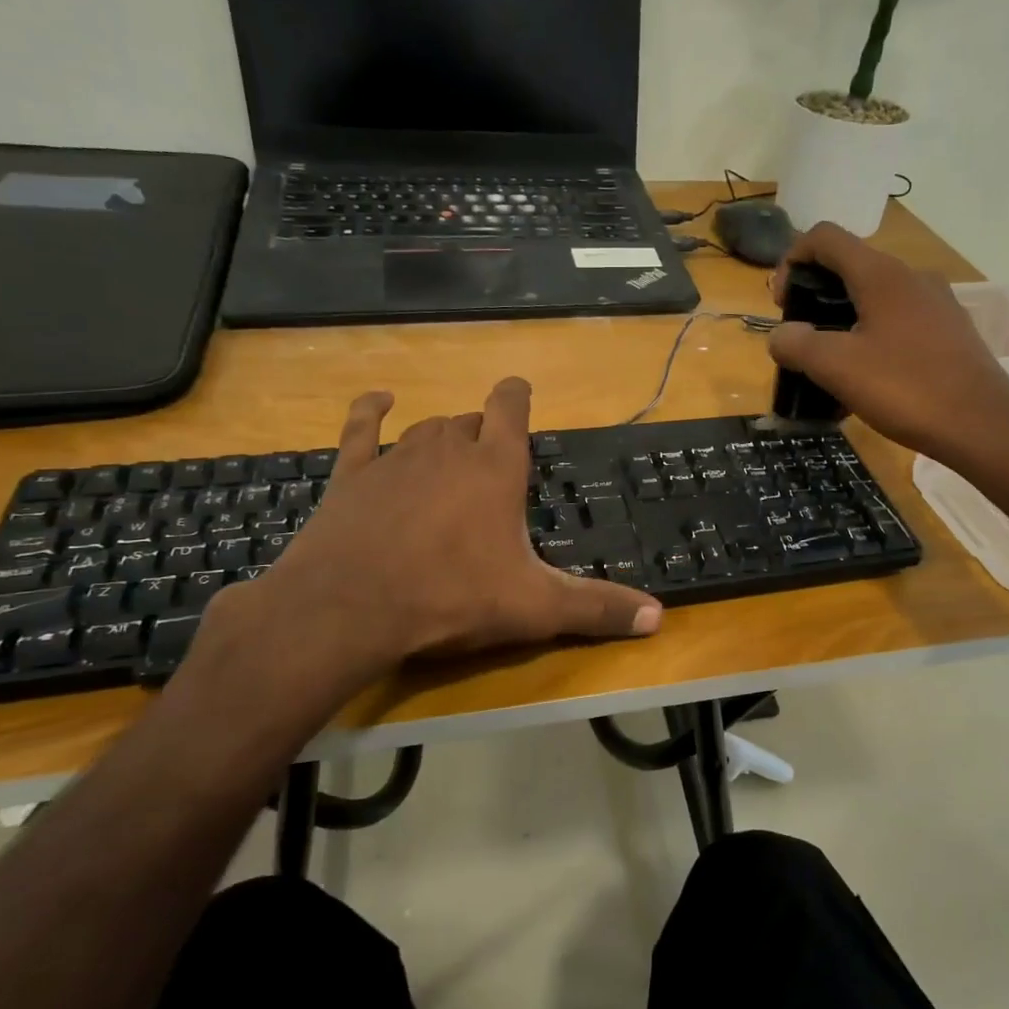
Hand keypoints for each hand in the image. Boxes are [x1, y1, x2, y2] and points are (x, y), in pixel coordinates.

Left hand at [188, 378, 661, 718]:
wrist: (349, 608)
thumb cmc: (451, 598)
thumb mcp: (534, 608)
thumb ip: (597, 608)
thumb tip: (659, 618)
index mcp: (495, 469)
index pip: (511, 409)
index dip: (517, 396)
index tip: (521, 391)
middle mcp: (448, 450)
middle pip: (470, 422)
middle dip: (483, 434)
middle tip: (491, 464)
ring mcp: (396, 458)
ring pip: (426, 428)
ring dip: (441, 436)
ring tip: (450, 453)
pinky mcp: (351, 475)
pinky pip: (361, 429)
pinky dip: (370, 412)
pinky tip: (378, 400)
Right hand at [767, 223, 1008, 492]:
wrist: (982, 426)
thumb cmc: (905, 388)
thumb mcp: (836, 367)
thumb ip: (797, 344)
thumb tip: (781, 335)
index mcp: (881, 274)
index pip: (825, 237)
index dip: (792, 259)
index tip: (782, 303)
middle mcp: (911, 277)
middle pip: (849, 267)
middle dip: (814, 298)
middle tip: (801, 340)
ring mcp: (936, 303)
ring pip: (874, 298)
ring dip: (841, 323)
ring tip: (829, 367)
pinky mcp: (949, 332)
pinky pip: (897, 323)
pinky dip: (870, 340)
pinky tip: (865, 382)